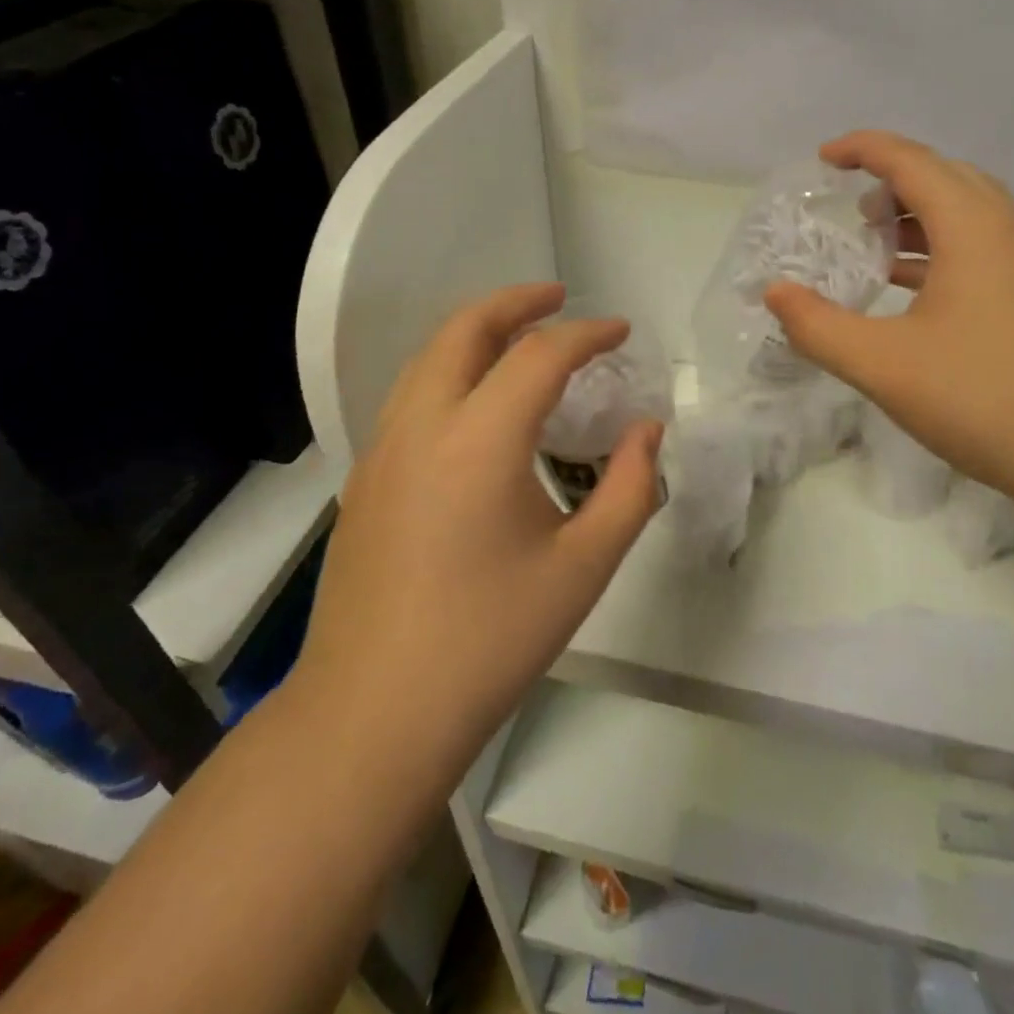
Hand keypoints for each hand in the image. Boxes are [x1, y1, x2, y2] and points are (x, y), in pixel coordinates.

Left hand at [294, 284, 664, 766]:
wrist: (374, 714)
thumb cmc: (491, 640)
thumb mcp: (585, 566)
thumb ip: (631, 488)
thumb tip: (647, 431)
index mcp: (479, 441)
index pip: (540, 355)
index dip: (588, 334)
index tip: (622, 333)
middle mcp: (421, 427)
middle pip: (464, 330)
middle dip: (516, 302)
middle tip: (561, 299)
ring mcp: (382, 451)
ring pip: (428, 358)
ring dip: (477, 333)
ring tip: (522, 340)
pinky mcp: (365, 480)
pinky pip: (411, 396)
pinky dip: (452, 371)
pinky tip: (480, 407)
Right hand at [764, 132, 1013, 497]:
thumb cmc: (980, 398)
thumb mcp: (882, 365)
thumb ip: (818, 326)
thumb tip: (775, 292)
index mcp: (974, 227)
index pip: (911, 160)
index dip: (863, 149)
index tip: (823, 158)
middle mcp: (1011, 229)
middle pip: (946, 176)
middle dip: (893, 180)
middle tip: (852, 211)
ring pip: (972, 211)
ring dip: (922, 215)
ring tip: (879, 245)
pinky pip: (988, 245)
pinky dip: (946, 247)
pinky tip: (920, 289)